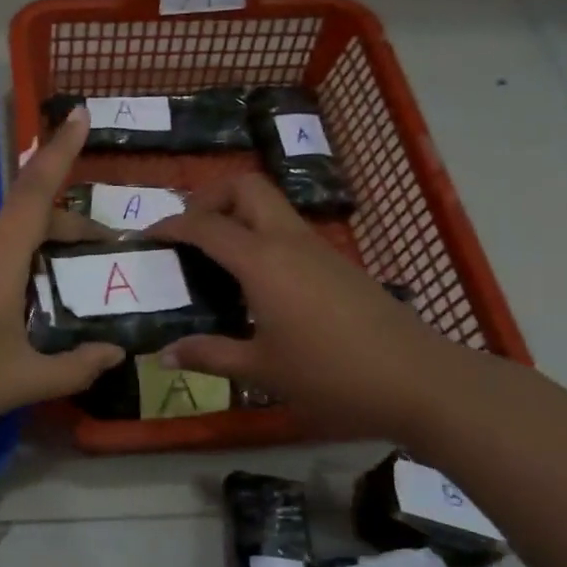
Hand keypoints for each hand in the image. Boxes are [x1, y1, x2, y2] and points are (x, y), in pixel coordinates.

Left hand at [0, 109, 124, 457]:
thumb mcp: (21, 382)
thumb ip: (75, 367)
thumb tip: (114, 353)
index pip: (35, 190)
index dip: (61, 150)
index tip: (79, 113)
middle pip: (23, 214)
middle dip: (65, 223)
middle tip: (96, 255)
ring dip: (33, 243)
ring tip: (58, 281)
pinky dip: (4, 260)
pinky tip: (9, 303)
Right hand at [148, 174, 455, 440]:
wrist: (418, 379)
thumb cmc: (331, 375)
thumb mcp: (261, 370)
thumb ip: (209, 355)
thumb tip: (163, 355)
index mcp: (262, 261)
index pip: (206, 225)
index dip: (171, 225)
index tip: (147, 236)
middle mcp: (288, 241)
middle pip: (246, 187)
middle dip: (210, 197)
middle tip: (189, 232)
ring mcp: (318, 249)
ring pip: (270, 206)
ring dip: (237, 215)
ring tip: (214, 258)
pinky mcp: (337, 264)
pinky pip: (288, 231)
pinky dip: (260, 236)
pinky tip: (256, 282)